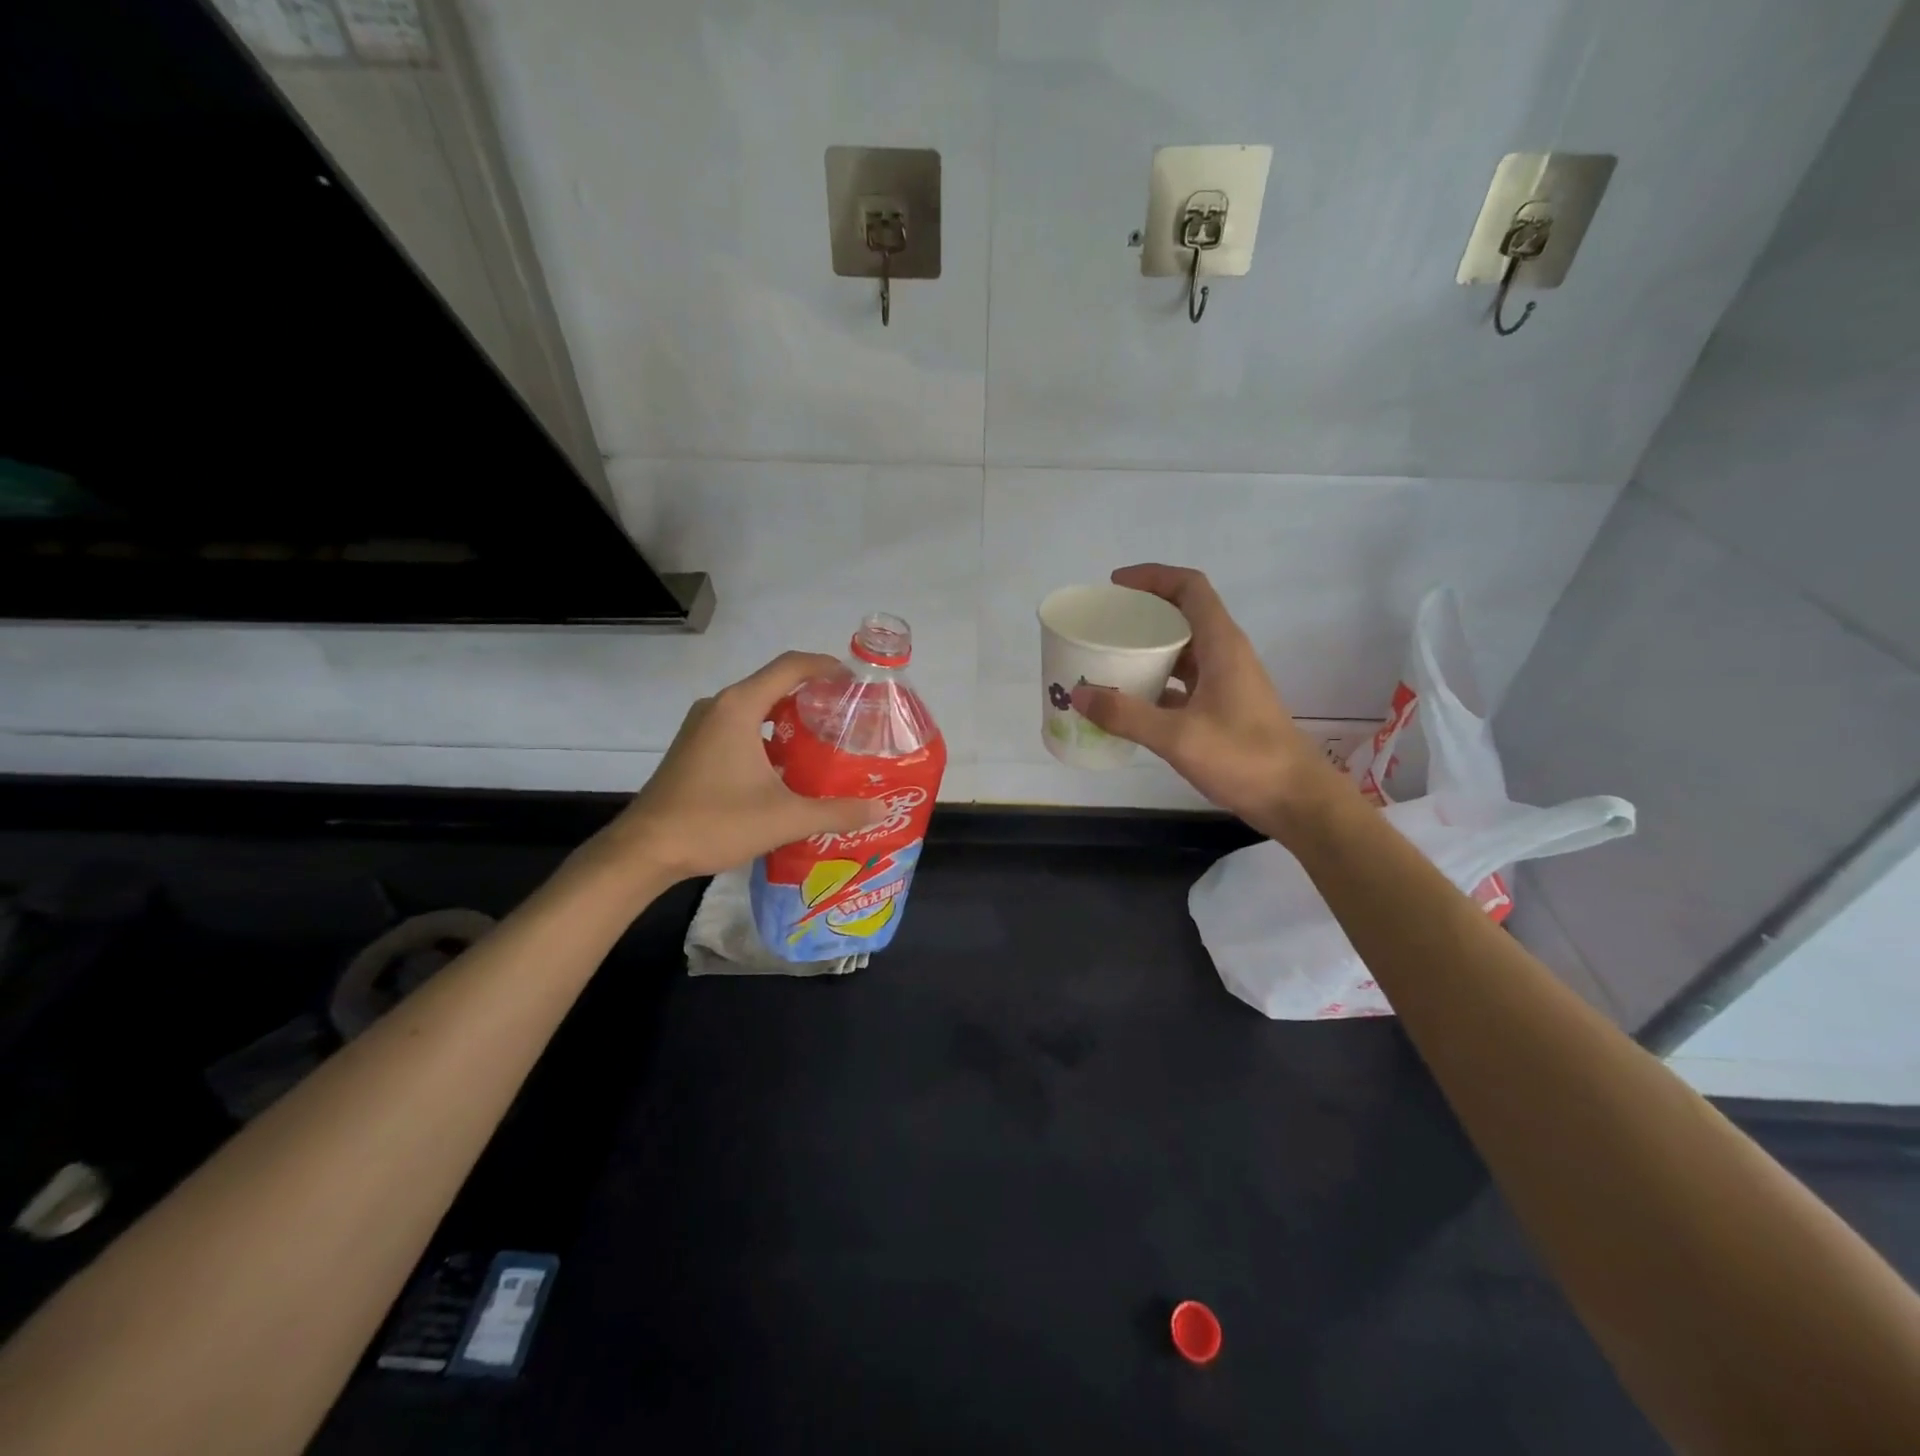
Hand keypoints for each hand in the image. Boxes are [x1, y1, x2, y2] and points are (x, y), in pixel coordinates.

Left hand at [592, 652, 884, 883]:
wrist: (645, 850)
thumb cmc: (714, 822)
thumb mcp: (785, 818)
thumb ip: (837, 812)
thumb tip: (880, 808)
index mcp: (739, 707)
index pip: (790, 667)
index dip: (826, 667)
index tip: (856, 682)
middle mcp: (718, 707)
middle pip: (774, 685)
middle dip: (813, 696)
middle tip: (848, 718)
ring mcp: (701, 727)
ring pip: (755, 708)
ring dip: (789, 719)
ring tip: (825, 742)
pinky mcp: (694, 748)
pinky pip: (739, 727)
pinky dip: (768, 736)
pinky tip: (787, 768)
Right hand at [1070, 564, 1347, 838]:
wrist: (1294, 799)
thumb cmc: (1244, 758)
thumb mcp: (1178, 736)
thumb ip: (1126, 715)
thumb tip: (1078, 695)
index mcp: (1221, 645)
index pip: (1189, 588)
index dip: (1153, 577)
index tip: (1116, 586)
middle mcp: (1225, 654)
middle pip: (1183, 616)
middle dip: (1143, 615)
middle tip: (1103, 627)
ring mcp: (1226, 682)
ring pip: (1182, 652)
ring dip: (1148, 652)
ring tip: (1108, 661)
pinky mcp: (1223, 707)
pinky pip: (1183, 683)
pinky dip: (1156, 684)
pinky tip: (1129, 703)